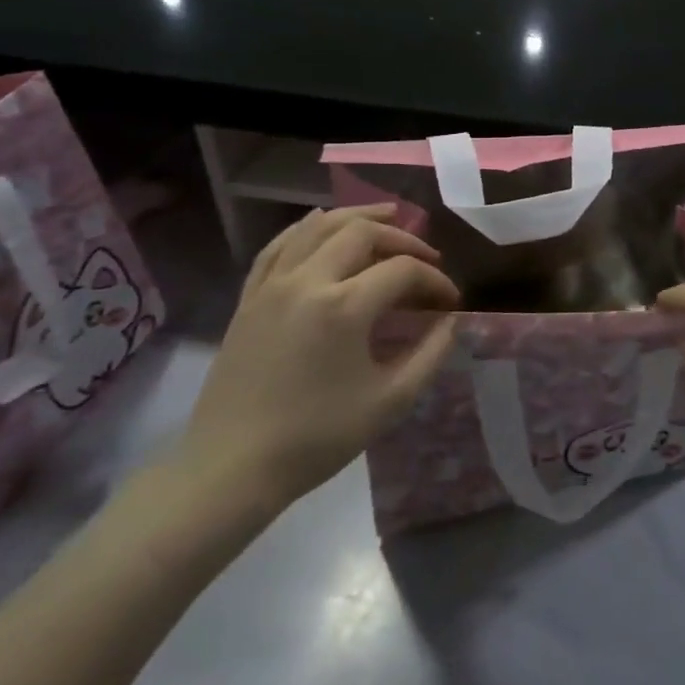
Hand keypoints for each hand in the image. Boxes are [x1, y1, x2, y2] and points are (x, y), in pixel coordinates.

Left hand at [177, 206, 459, 511]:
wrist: (232, 467)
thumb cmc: (317, 438)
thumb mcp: (391, 401)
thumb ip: (431, 354)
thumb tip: (452, 321)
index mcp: (344, 307)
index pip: (403, 270)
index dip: (436, 280)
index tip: (451, 302)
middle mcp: (306, 282)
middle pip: (362, 232)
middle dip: (403, 239)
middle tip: (426, 259)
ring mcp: (271, 286)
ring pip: (318, 227)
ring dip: (358, 217)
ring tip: (387, 216)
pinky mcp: (249, 298)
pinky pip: (279, 246)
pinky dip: (308, 228)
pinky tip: (323, 224)